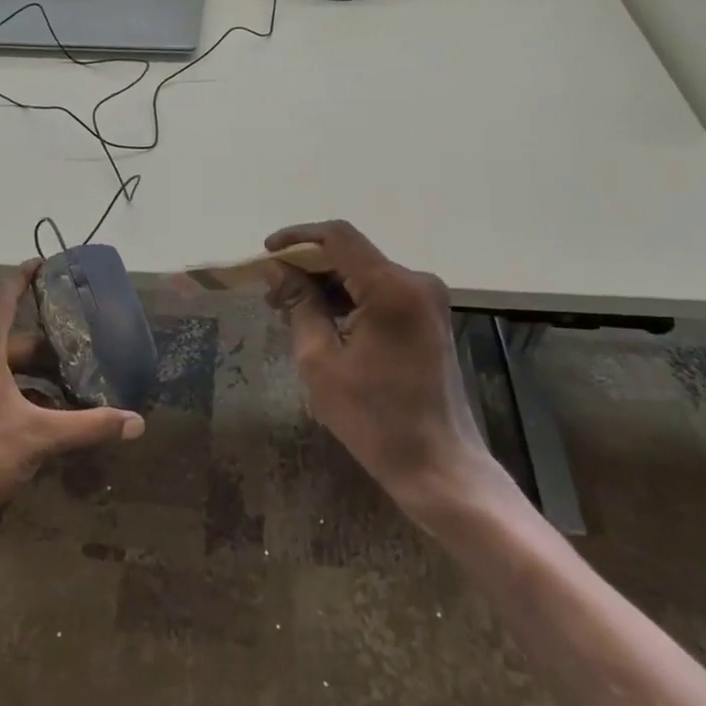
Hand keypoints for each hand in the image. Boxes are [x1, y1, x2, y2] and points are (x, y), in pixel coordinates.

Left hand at [0, 262, 144, 522]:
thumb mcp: (41, 437)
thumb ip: (89, 426)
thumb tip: (136, 423)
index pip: (4, 300)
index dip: (24, 279)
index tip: (42, 263)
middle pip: (13, 340)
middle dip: (48, 346)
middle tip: (80, 347)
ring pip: (5, 365)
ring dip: (37, 373)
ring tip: (71, 384)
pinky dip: (22, 391)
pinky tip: (48, 413)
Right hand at [264, 220, 495, 513]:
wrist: (439, 467)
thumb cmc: (375, 418)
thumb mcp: (320, 361)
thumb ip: (299, 305)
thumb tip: (277, 269)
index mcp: (391, 287)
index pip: (337, 237)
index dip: (297, 238)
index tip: (266, 253)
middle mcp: (416, 282)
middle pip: (351, 255)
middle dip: (308, 267)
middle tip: (271, 294)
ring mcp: (427, 300)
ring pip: (364, 274)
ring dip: (326, 285)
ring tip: (289, 311)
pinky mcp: (429, 318)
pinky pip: (381, 294)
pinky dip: (349, 300)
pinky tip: (322, 322)